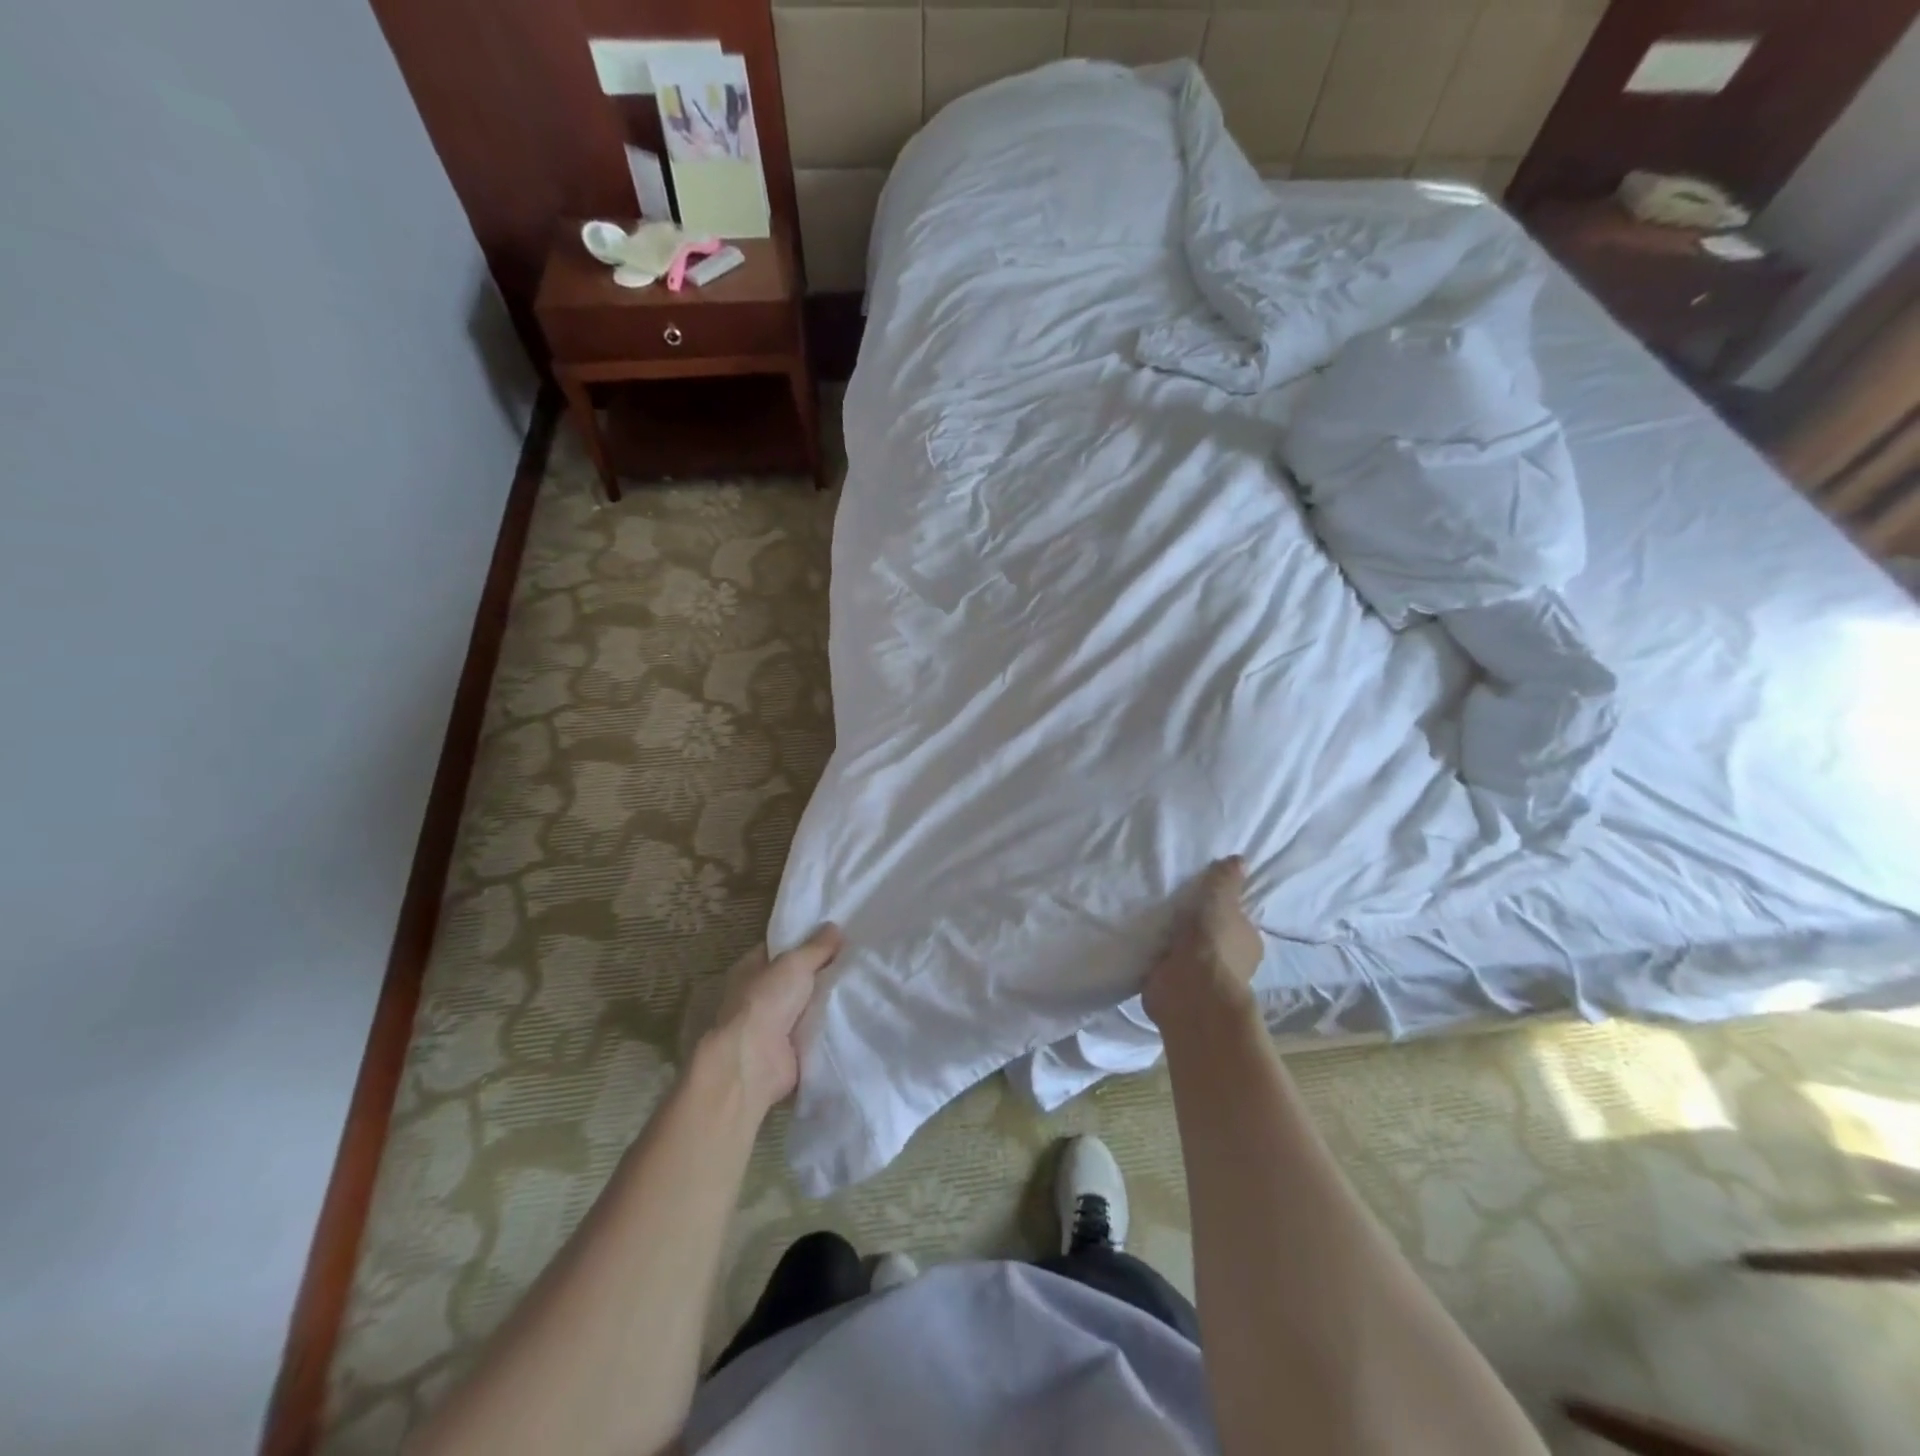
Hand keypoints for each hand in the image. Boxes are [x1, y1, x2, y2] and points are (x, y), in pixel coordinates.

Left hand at [708, 924, 843, 1113]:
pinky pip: (816, 1029)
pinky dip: (831, 1024)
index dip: (805, 940)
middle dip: (822, 970)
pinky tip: (857, 1012)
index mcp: (751, 968)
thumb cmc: (766, 1001)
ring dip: (829, 999)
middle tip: (857, 958)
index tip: (836, 935)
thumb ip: (816, 947)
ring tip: (863, 983)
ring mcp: (774, 1023)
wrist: (754, 1061)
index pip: (780, 948)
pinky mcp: (789, 1048)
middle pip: (797, 976)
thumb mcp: (794, 963)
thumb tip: (834, 927)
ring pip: (808, 1003)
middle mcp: (759, 994)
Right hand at [1143, 856, 1263, 1029]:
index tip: (1201, 894)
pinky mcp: (1173, 986)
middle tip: (1168, 901)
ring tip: (1148, 917)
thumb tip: (1240, 859)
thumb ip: (1226, 881)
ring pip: (1184, 951)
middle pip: (1209, 936)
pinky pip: (1162, 964)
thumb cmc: (1213, 942)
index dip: (1222, 908)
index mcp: (1246, 942)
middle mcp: (1227, 961)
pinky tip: (1138, 939)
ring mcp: (1198, 976)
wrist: (1189, 990)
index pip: (1237, 920)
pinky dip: (1153, 956)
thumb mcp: (1221, 901)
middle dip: (1193, 925)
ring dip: (1170, 941)